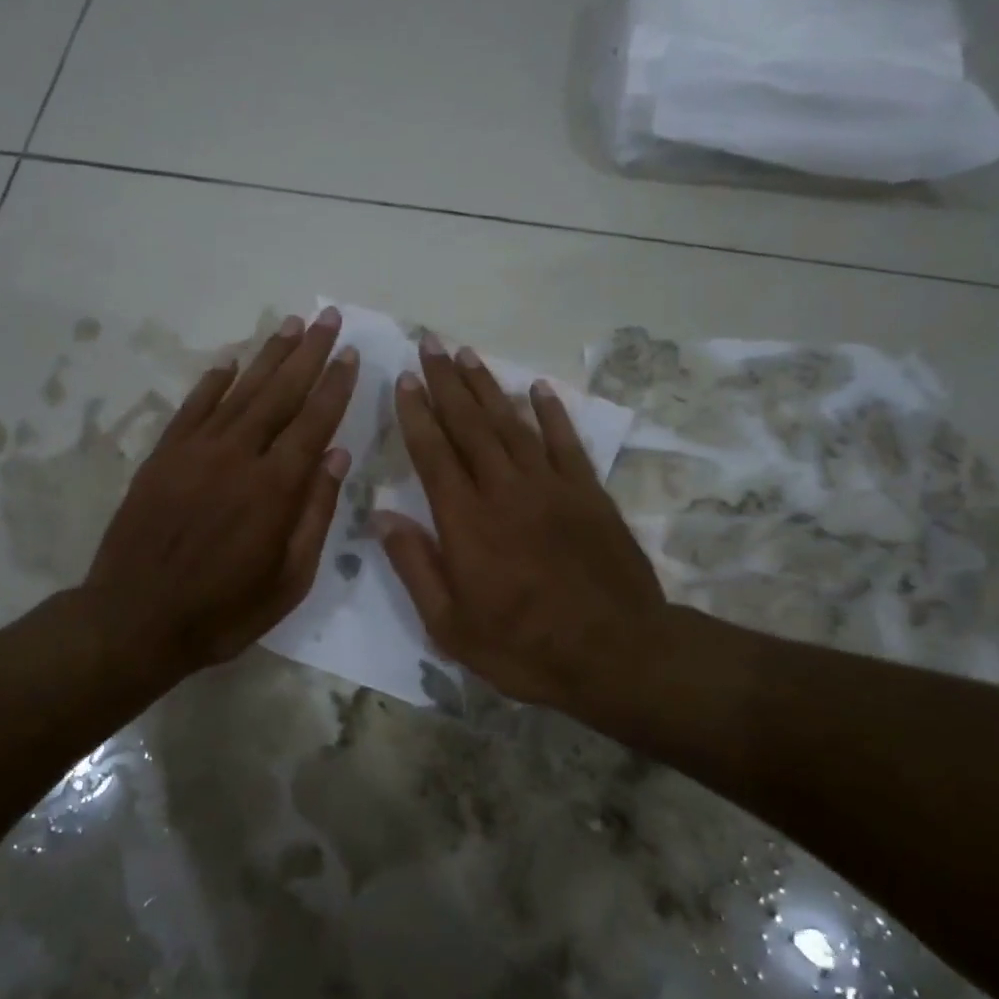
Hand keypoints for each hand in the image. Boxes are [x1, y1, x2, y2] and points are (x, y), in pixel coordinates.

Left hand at [76, 306, 357, 693]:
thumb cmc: (223, 611)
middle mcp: (237, 456)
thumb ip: (315, 513)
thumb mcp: (288, 580)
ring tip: (291, 325)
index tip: (351, 355)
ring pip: (239, 391)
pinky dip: (212, 382)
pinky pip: (192, 407)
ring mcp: (195, 451)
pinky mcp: (163, 456)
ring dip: (268, 355)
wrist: (134, 620)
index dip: (335, 386)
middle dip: (308, 353)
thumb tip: (338, 455)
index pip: (313, 422)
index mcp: (274, 488)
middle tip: (329, 318)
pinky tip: (230, 363)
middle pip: (280, 393)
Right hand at [375, 337, 671, 716]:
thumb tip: (382, 516)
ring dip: (487, 387)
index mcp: (466, 521)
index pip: (433, 453)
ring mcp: (550, 486)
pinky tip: (536, 387)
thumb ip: (415, 566)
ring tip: (467, 355)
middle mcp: (504, 490)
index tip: (403, 379)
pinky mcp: (588, 492)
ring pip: (511, 423)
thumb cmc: (523, 647)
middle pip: (469, 425)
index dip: (415, 413)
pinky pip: (565, 441)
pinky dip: (550, 411)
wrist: (616, 653)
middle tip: (429, 345)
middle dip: (445, 383)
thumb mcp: (451, 626)